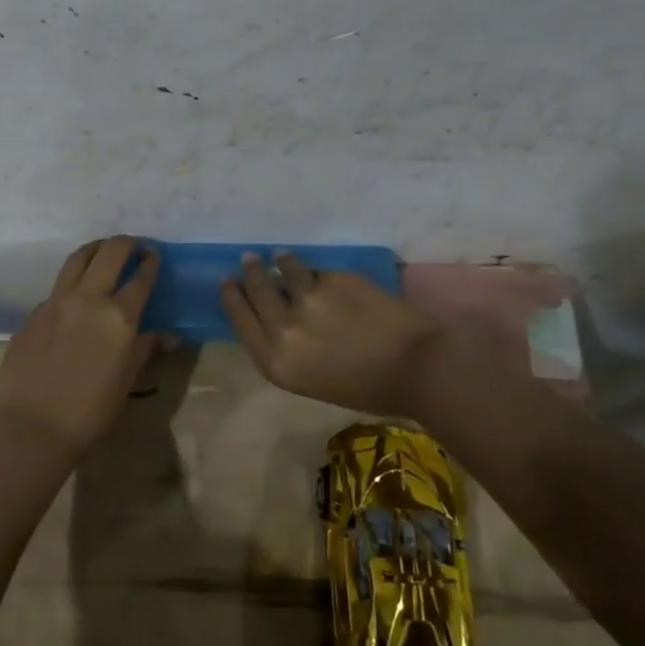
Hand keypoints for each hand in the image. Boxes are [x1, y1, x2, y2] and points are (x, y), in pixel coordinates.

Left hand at [0, 236, 161, 459]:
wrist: (32, 426)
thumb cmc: (89, 412)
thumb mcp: (126, 381)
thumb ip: (144, 349)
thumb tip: (168, 336)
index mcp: (118, 317)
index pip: (140, 277)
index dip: (150, 262)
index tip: (155, 254)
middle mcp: (88, 299)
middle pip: (110, 253)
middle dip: (126, 243)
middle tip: (134, 245)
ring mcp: (56, 302)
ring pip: (77, 259)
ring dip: (95, 249)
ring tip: (103, 251)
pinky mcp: (33, 313)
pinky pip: (56, 288)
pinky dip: (71, 283)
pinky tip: (74, 298)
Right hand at [219, 252, 451, 416]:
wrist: (417, 368)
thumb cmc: (367, 389)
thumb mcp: (312, 380)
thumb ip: (289, 349)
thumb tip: (279, 319)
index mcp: (276, 362)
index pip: (240, 319)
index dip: (231, 296)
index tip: (227, 281)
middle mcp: (284, 329)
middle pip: (257, 290)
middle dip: (250, 272)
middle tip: (248, 259)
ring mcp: (308, 300)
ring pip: (284, 271)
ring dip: (280, 262)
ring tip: (280, 256)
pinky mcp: (334, 280)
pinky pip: (317, 272)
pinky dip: (315, 271)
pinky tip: (319, 272)